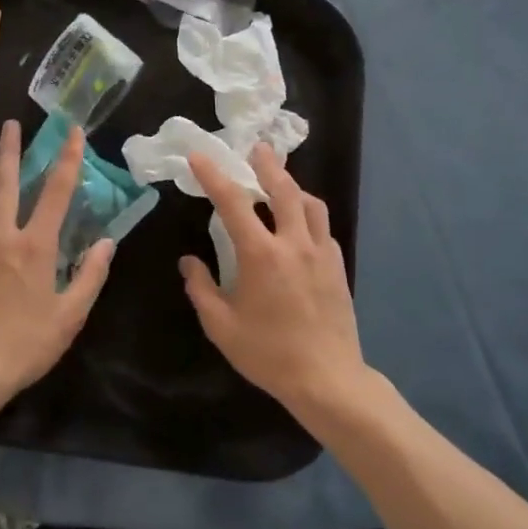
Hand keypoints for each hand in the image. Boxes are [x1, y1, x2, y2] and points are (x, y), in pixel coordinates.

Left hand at [0, 119, 113, 402]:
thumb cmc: (26, 345)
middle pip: (4, 182)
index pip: (56, 192)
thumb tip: (108, 243)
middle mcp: (1, 235)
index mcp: (34, 246)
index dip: (68, 159)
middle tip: (11, 124)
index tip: (73, 133)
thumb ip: (90, 275)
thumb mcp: (70, 315)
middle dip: (9, 149)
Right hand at [181, 144, 365, 416]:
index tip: (199, 156)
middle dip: (267, 165)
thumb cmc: (269, 354)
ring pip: (311, 204)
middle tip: (258, 149)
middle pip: (283, 189)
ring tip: (281, 183)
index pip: (233, 202)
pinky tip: (301, 226)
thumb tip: (189, 262)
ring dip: (293, 187)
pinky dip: (309, 216)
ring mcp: (321, 252)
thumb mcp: (222, 327)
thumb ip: (202, 289)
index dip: (214, 175)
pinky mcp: (338, 266)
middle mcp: (294, 243)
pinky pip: (323, 228)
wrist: (328, 379)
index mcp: (261, 254)